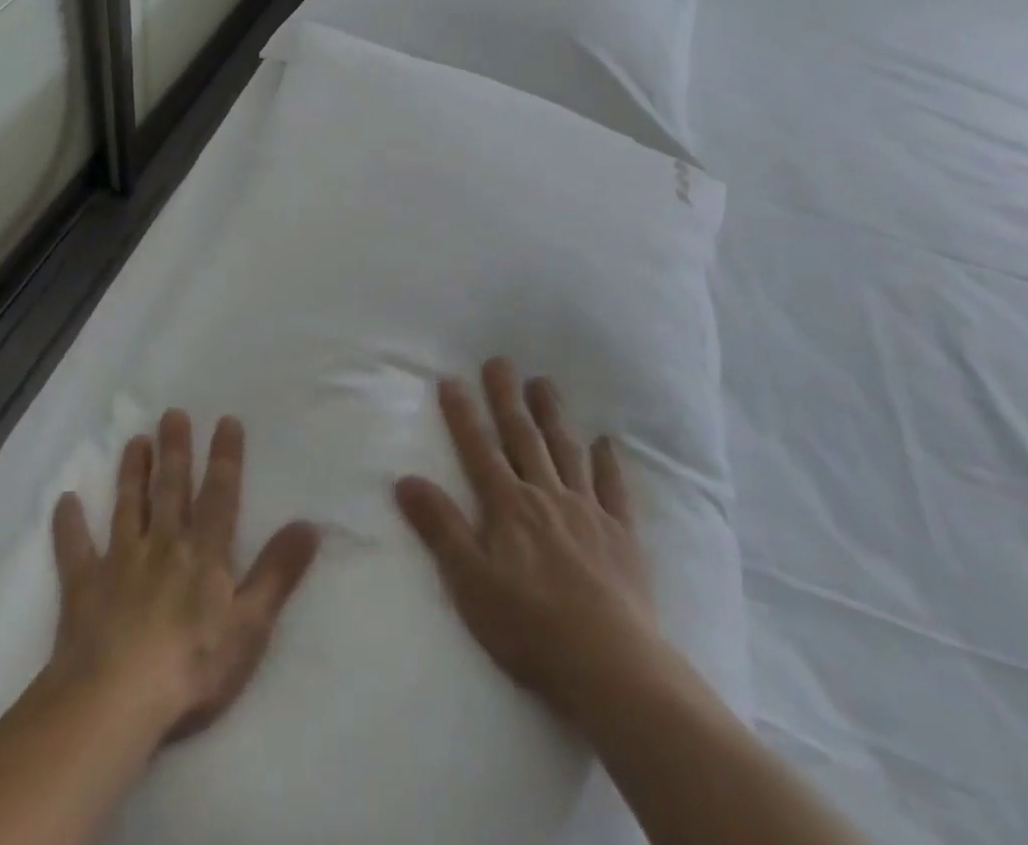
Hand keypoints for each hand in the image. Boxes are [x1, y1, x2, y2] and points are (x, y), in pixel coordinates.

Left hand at [49, 410, 320, 740]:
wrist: (115, 700)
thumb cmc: (192, 666)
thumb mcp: (250, 625)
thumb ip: (278, 573)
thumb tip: (309, 524)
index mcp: (204, 553)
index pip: (219, 494)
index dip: (225, 457)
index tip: (226, 420)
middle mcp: (163, 544)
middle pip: (171, 488)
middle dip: (174, 449)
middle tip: (171, 413)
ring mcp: (120, 561)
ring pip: (128, 506)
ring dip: (132, 473)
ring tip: (135, 441)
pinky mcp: (84, 586)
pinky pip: (75, 549)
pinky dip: (70, 525)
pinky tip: (65, 502)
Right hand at [394, 357, 661, 726]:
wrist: (611, 666)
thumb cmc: (530, 627)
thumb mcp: (469, 581)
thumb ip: (440, 527)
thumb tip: (405, 478)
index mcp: (508, 506)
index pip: (479, 449)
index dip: (463, 414)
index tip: (452, 379)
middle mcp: (546, 495)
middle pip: (523, 437)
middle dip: (507, 398)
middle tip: (500, 361)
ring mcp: (587, 510)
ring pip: (566, 450)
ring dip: (553, 415)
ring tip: (544, 382)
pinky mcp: (622, 534)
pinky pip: (614, 488)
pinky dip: (608, 462)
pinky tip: (605, 441)